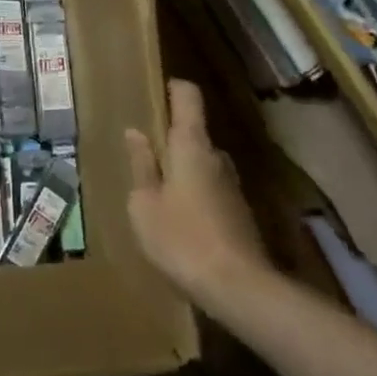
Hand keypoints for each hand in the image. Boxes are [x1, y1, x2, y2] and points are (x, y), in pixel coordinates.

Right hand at [126, 79, 269, 309]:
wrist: (238, 287)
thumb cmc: (181, 238)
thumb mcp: (145, 204)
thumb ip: (141, 165)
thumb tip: (136, 133)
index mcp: (191, 145)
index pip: (188, 97)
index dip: (173, 88)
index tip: (156, 90)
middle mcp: (217, 156)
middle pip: (193, 133)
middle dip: (169, 141)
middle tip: (142, 157)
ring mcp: (233, 184)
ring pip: (202, 164)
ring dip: (181, 171)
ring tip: (156, 194)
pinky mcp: (240, 212)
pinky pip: (211, 190)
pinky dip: (194, 195)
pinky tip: (178, 222)